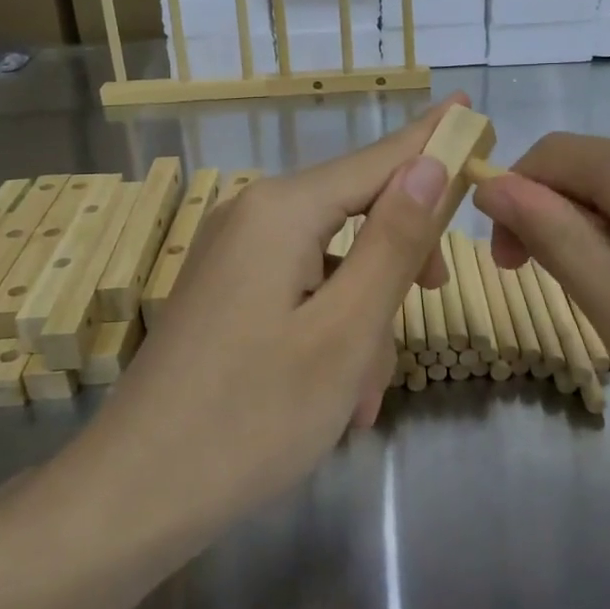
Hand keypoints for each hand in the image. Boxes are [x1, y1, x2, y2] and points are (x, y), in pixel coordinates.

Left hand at [91, 100, 460, 521]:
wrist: (134, 495)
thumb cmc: (253, 416)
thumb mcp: (345, 330)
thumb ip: (393, 241)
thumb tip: (429, 163)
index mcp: (282, 210)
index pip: (378, 159)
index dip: (432, 141)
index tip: (475, 113)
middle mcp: (251, 215)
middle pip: (355, 214)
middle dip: (396, 265)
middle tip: (433, 304)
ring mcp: (232, 255)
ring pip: (330, 265)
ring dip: (361, 321)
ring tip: (361, 397)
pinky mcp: (224, 293)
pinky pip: (298, 292)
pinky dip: (327, 333)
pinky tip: (335, 396)